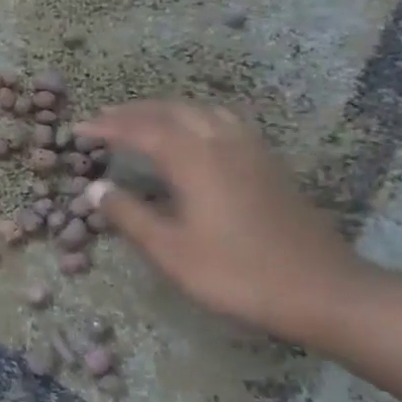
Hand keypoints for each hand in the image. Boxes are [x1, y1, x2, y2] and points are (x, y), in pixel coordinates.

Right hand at [79, 101, 364, 342]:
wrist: (323, 291)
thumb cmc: (237, 273)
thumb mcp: (171, 251)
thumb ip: (129, 216)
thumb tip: (95, 188)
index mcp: (195, 160)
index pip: (142, 130)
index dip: (107, 127)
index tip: (78, 128)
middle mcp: (223, 143)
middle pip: (172, 111)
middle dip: (134, 111)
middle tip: (103, 118)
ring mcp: (251, 151)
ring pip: (202, 112)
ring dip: (166, 110)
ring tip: (143, 120)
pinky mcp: (269, 165)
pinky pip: (223, 123)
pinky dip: (195, 118)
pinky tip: (193, 136)